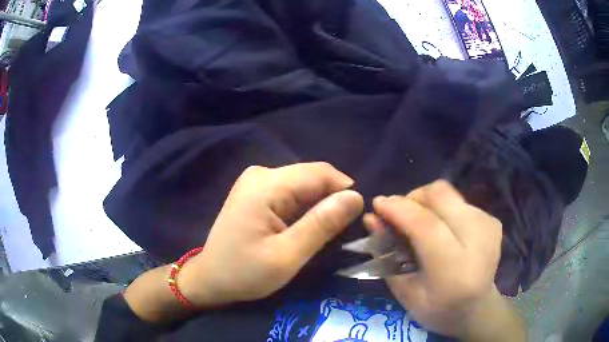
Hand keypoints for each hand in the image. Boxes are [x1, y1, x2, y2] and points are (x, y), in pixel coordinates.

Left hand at [178, 162, 363, 307]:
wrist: (211, 279)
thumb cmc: (245, 273)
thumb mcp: (287, 256)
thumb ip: (321, 224)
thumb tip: (356, 196)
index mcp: (266, 184)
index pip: (320, 173)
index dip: (344, 192)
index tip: (355, 221)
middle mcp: (261, 174)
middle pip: (312, 177)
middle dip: (331, 201)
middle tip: (338, 234)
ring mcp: (257, 181)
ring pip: (304, 186)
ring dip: (318, 207)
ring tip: (322, 234)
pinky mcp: (256, 192)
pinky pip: (291, 193)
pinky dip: (304, 209)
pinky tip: (303, 229)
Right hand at [364, 180, 506, 337]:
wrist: (476, 309)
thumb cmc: (436, 309)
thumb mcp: (404, 290)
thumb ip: (387, 254)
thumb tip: (371, 218)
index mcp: (455, 270)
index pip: (426, 226)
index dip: (399, 209)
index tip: (377, 204)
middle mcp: (478, 242)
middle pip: (441, 196)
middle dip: (412, 198)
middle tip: (399, 215)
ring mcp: (488, 227)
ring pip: (449, 193)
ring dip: (426, 203)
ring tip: (419, 223)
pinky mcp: (492, 220)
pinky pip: (458, 201)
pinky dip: (442, 209)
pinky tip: (441, 230)